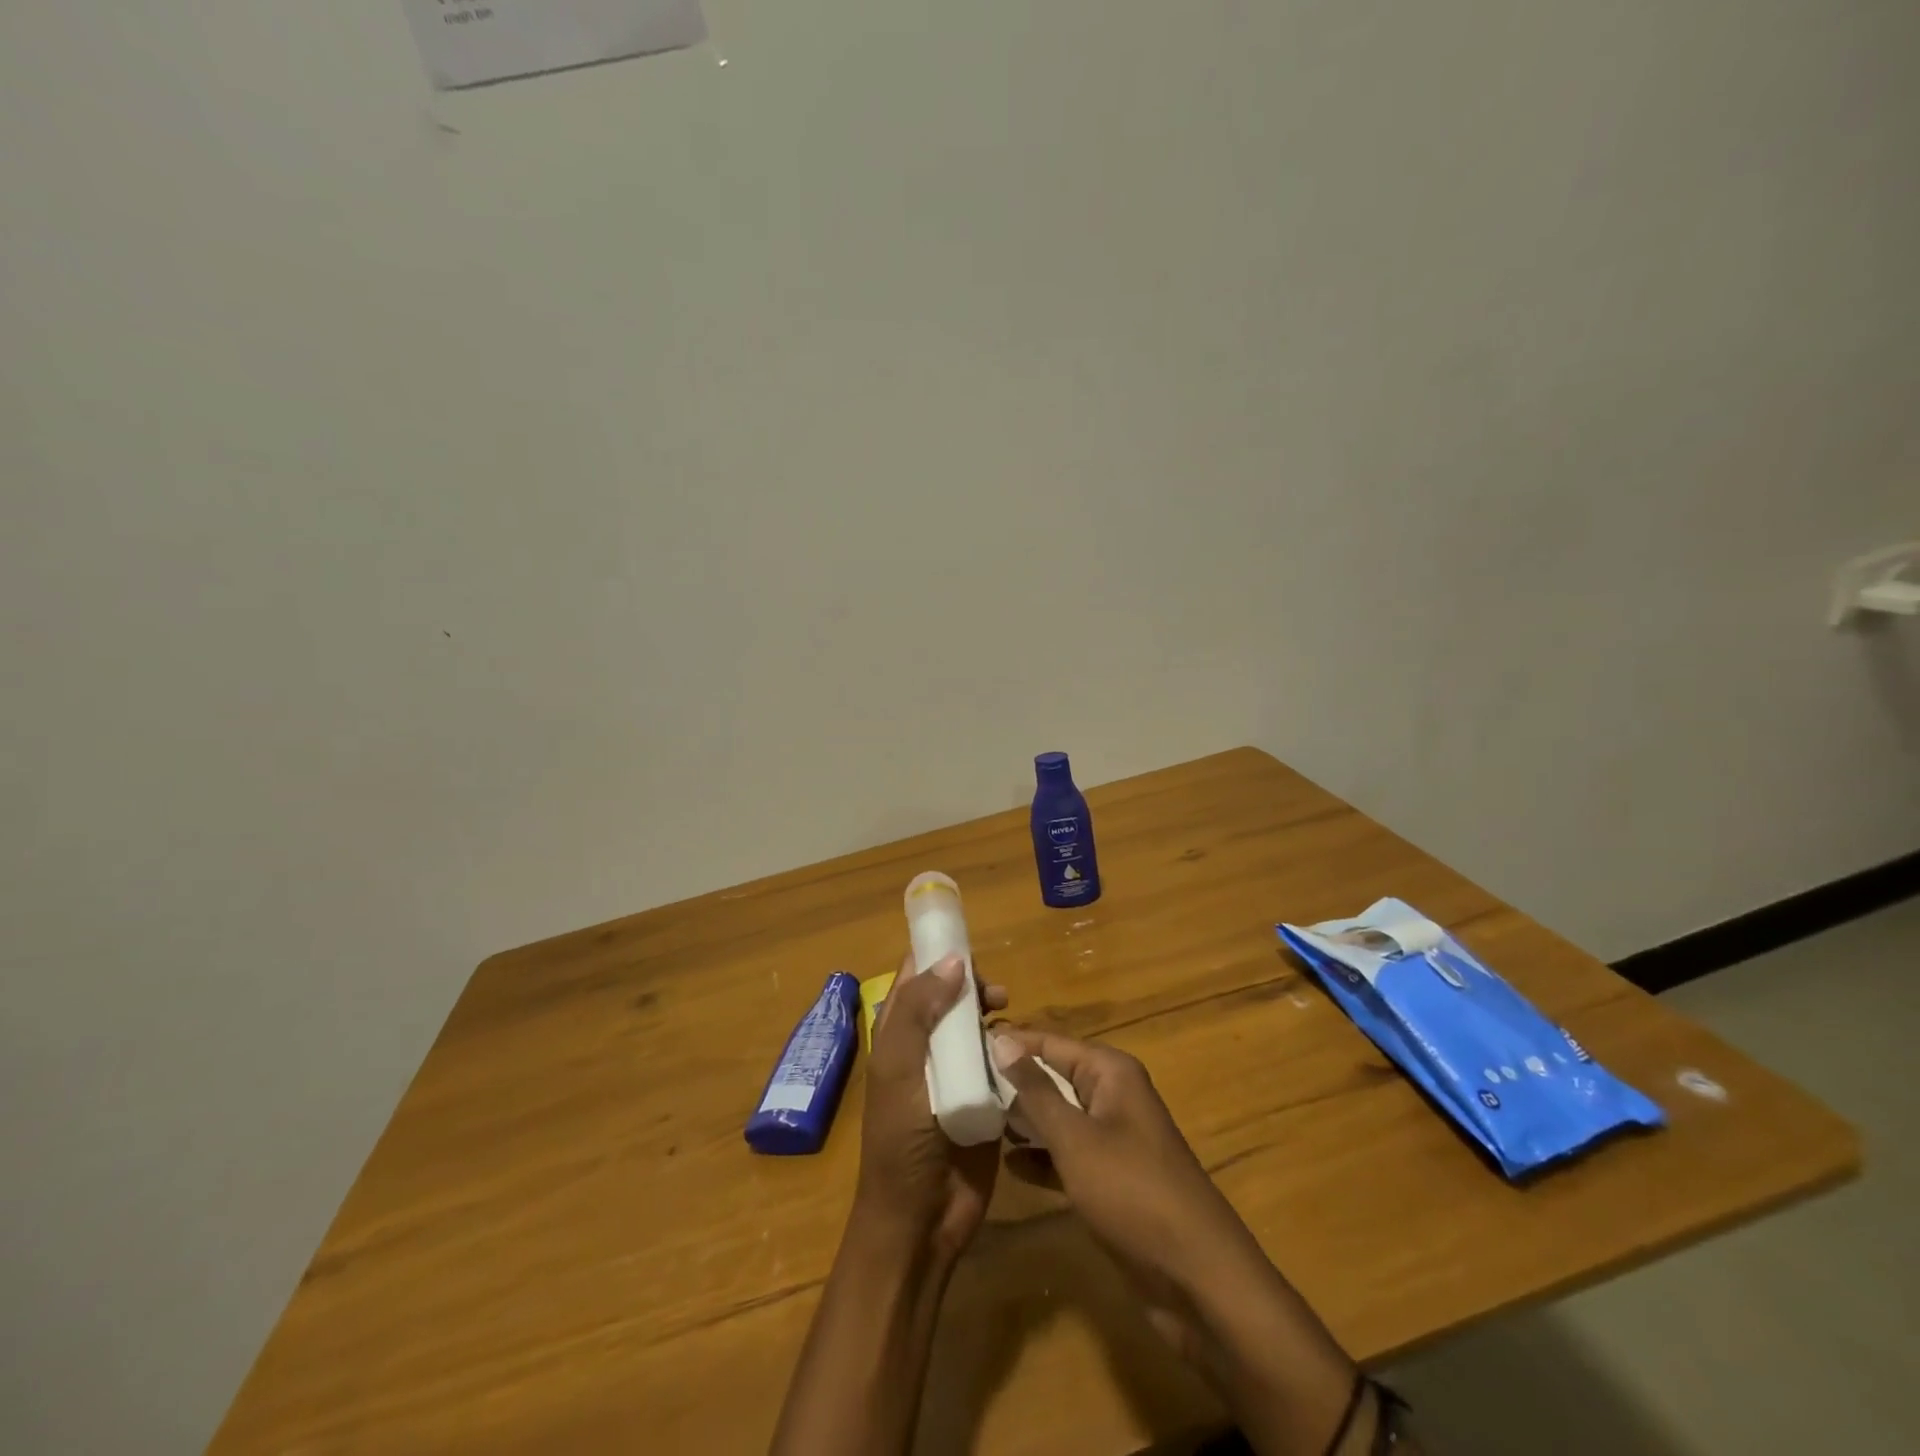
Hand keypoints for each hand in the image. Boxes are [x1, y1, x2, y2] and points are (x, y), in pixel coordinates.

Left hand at [855, 953, 1008, 1261]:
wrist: (921, 1221)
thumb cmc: (901, 1143)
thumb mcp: (900, 1070)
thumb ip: (920, 1012)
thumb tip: (953, 961)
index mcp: (898, 1035)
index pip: (915, 977)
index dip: (937, 954)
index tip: (968, 944)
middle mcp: (926, 1047)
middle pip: (951, 996)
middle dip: (973, 984)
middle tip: (996, 994)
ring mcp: (956, 1073)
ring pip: (978, 1026)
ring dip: (994, 1015)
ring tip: (1008, 1018)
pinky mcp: (984, 1098)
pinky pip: (1000, 1061)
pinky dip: (1011, 1048)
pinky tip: (1023, 1050)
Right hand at [989, 1026, 1272, 1358]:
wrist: (1198, 1280)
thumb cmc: (1133, 1193)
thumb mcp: (1076, 1138)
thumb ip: (1036, 1090)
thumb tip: (1001, 1040)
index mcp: (1110, 1072)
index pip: (1049, 1042)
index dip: (1008, 1042)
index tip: (960, 1046)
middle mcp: (1112, 1095)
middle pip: (1052, 1076)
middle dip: (1010, 1081)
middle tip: (956, 1085)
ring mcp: (1112, 1138)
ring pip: (1057, 1116)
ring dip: (1022, 1119)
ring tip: (971, 1117)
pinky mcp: (1109, 1179)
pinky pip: (1066, 1154)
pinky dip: (1040, 1156)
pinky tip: (1006, 1163)